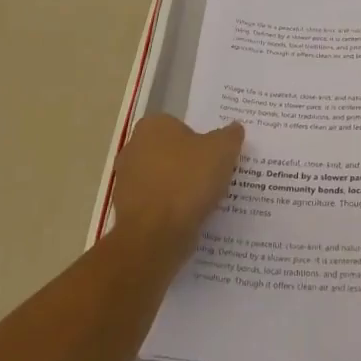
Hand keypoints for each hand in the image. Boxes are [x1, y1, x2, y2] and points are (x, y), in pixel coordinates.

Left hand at [110, 115, 243, 262]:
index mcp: (153, 126)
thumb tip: (234, 128)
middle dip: (188, 163)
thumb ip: (230, 136)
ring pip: (162, 180)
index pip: (181, 126)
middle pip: (170, 152)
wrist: (155, 234)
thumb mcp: (222, 151)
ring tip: (204, 201)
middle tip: (213, 176)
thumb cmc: (188, 180)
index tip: (216, 156)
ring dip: (179, 188)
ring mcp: (126, 181)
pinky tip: (188, 218)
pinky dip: (170, 210)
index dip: (200, 140)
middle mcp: (133, 148)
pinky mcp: (126, 211)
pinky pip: (156, 204)